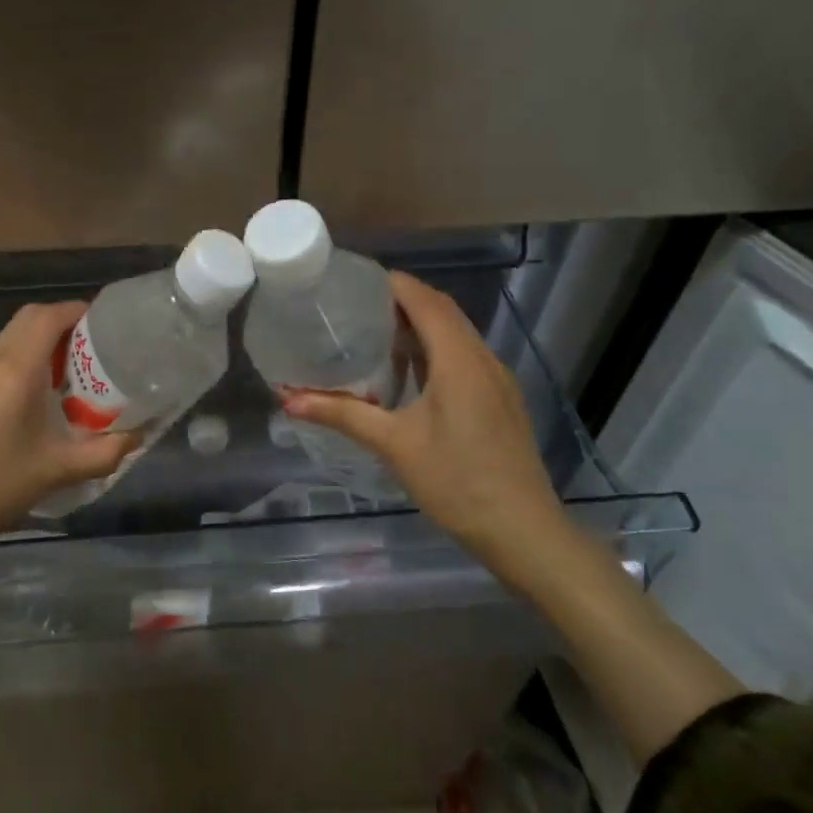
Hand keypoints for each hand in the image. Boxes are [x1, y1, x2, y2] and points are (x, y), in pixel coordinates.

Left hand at [0, 301, 139, 556]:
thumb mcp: (56, 472)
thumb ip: (104, 453)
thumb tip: (138, 435)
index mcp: (16, 370)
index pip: (50, 316)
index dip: (82, 311)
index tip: (112, 328)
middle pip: (31, 318)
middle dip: (67, 323)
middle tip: (98, 350)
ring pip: (13, 337)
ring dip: (46, 342)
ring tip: (76, 373)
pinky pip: (1, 358)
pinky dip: (27, 360)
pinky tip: (41, 398)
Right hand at [283, 271, 580, 593]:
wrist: (523, 530)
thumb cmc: (457, 481)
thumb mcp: (394, 445)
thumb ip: (342, 414)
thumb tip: (289, 399)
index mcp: (459, 359)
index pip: (425, 300)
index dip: (392, 284)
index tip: (354, 282)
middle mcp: (482, 359)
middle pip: (443, 311)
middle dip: (402, 300)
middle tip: (356, 305)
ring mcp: (497, 380)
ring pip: (456, 334)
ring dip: (420, 325)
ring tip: (375, 332)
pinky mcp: (500, 400)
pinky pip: (464, 357)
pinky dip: (434, 349)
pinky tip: (409, 374)